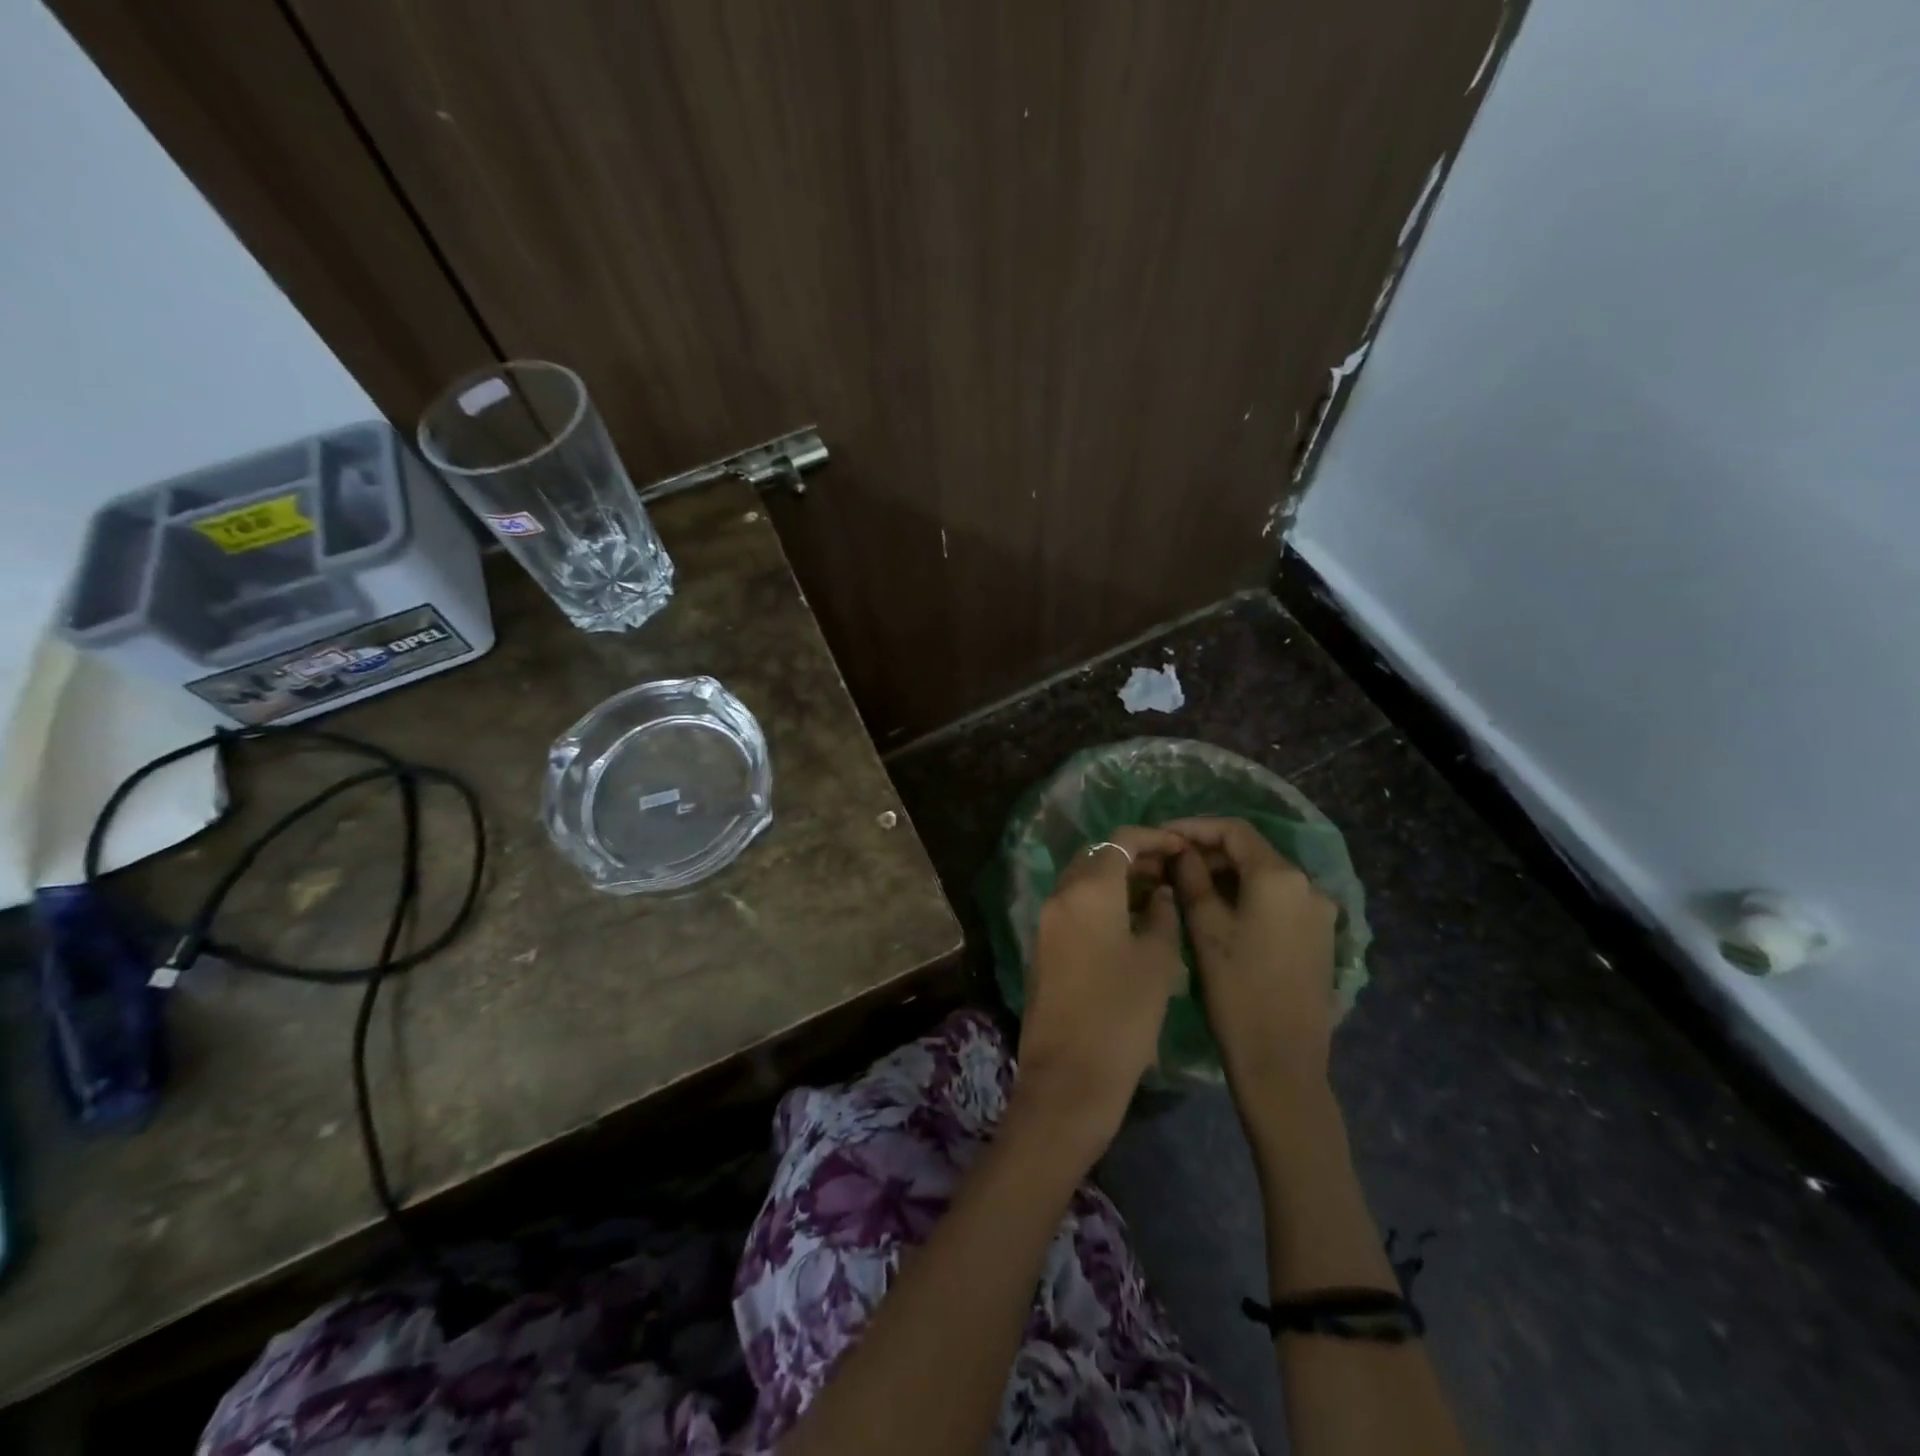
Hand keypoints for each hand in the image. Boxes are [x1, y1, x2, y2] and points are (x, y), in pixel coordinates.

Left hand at [1014, 826, 1185, 1152]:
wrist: (1068, 1079)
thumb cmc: (1122, 1017)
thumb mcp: (1157, 962)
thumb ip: (1162, 914)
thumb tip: (1159, 893)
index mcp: (1087, 891)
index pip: (1120, 841)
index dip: (1154, 838)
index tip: (1182, 848)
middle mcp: (1059, 897)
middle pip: (1096, 857)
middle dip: (1133, 857)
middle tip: (1171, 871)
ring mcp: (1046, 922)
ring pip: (1083, 882)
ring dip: (1116, 880)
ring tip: (1158, 894)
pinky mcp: (1043, 947)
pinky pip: (1073, 907)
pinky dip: (1101, 903)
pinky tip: (1131, 922)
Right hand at [1165, 816, 1338, 1093]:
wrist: (1282, 1061)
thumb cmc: (1236, 990)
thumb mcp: (1205, 927)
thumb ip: (1191, 878)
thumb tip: (1181, 851)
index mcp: (1280, 877)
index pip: (1234, 830)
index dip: (1194, 827)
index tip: (1162, 835)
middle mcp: (1308, 886)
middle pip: (1252, 851)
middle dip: (1209, 851)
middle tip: (1169, 862)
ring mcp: (1319, 912)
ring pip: (1265, 875)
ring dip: (1227, 873)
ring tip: (1187, 885)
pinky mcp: (1319, 936)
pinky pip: (1278, 899)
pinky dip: (1247, 894)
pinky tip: (1219, 910)